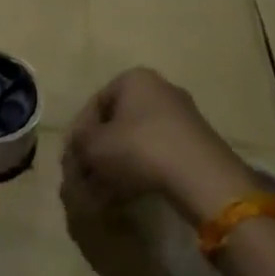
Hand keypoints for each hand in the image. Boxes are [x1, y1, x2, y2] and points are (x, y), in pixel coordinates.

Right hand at [65, 68, 259, 222]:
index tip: (72, 160)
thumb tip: (77, 152)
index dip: (78, 134)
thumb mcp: (93, 146)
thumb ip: (78, 145)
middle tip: (87, 179)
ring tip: (103, 194)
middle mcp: (160, 90)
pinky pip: (158, 155)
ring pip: (137, 142)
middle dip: (99, 153)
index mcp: (134, 80)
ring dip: (117, 166)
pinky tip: (128, 195)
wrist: (202, 177)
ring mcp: (183, 117)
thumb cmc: (139, 148)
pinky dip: (141, 172)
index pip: (95, 105)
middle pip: (117, 124)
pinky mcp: (198, 144)